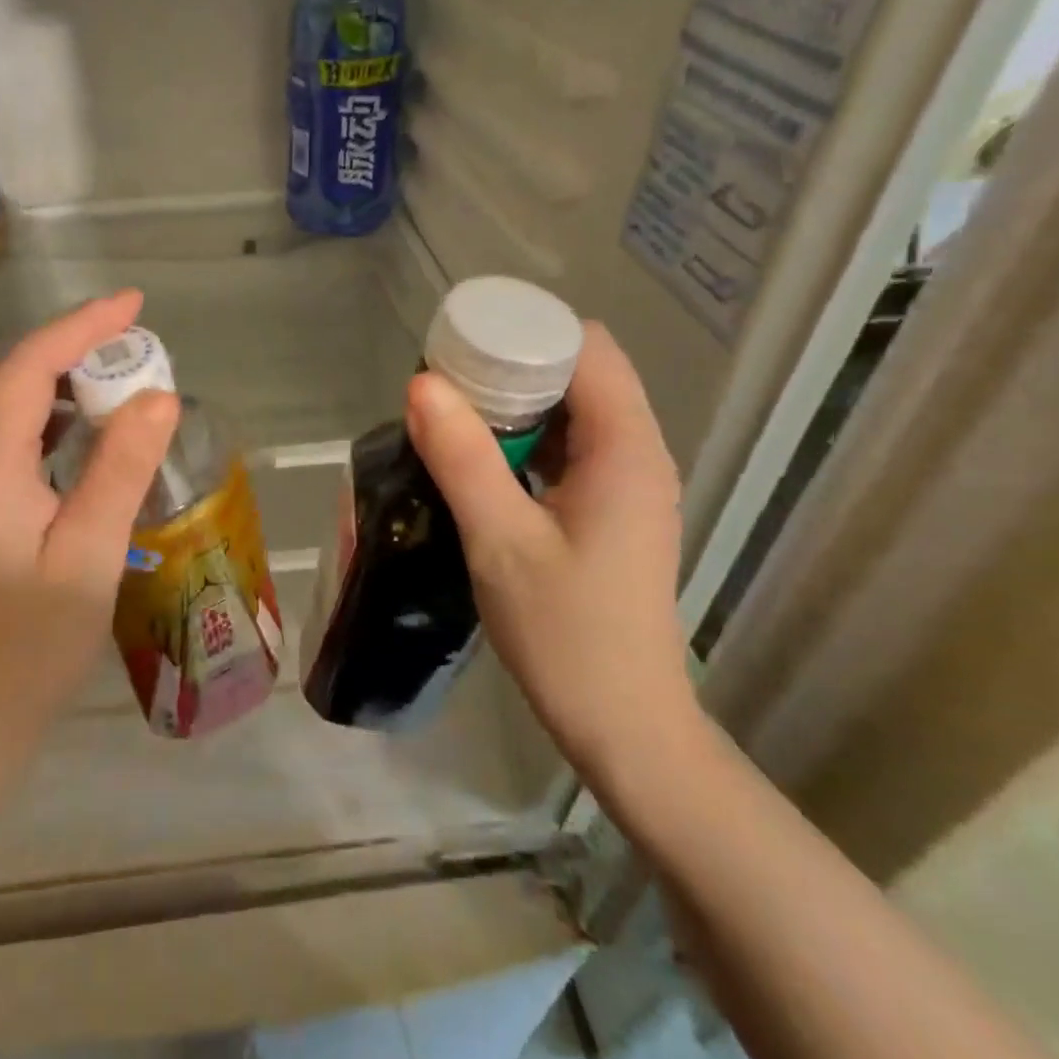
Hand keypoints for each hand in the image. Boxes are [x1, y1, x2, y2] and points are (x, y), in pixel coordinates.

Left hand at [0, 290, 179, 773]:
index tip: (133, 306)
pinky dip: (43, 411)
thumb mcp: (91, 553)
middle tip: (129, 339)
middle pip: (4, 375)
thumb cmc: (35, 641)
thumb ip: (121, 469)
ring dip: (53, 375)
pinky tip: (81, 427)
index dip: (79, 328)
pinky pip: (1, 433)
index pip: (25, 369)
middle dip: (66, 344)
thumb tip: (158, 396)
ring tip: (114, 373)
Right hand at [405, 323, 700, 787]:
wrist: (621, 725)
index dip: (526, 333)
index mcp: (626, 449)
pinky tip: (479, 462)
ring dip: (514, 406)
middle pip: (579, 374)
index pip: (586, 349)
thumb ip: (462, 458)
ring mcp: (626, 485)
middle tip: (443, 384)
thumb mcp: (501, 542)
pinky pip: (567, 449)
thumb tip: (421, 383)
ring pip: (570, 412)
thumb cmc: (566, 634)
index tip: (463, 343)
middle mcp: (637, 454)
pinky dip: (523, 441)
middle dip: (511, 367)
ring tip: (451, 416)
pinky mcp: (609, 511)